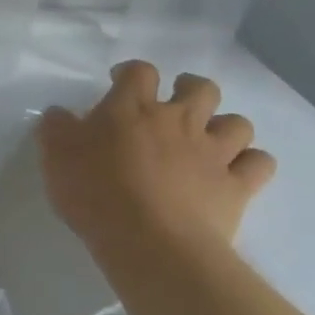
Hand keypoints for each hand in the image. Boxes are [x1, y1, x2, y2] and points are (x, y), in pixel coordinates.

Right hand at [38, 62, 275, 254]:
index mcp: (132, 109)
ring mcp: (213, 153)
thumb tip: (59, 114)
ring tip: (208, 140)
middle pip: (201, 88)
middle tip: (174, 103)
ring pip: (237, 123)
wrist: (149, 241)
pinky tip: (236, 171)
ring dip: (224, 126)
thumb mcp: (55, 156)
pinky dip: (251, 163)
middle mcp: (178, 121)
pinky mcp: (237, 187)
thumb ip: (56, 128)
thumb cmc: (95, 192)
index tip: (119, 82)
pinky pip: (260, 163)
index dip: (131, 72)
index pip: (139, 72)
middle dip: (190, 89)